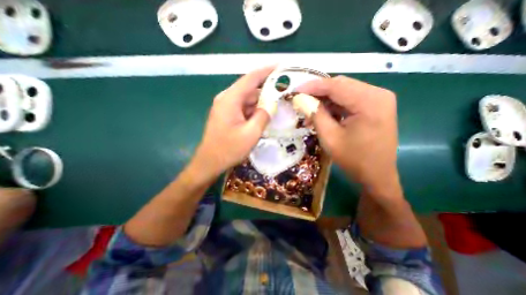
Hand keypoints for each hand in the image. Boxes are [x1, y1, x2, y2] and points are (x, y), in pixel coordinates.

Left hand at [191, 67, 272, 181]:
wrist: (210, 162)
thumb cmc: (228, 149)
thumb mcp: (250, 134)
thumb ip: (263, 116)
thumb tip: (272, 105)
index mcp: (230, 99)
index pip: (251, 78)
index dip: (266, 71)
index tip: (281, 66)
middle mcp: (227, 99)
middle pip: (250, 89)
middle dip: (267, 90)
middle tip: (285, 92)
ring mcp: (226, 107)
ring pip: (248, 100)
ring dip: (262, 102)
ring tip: (279, 104)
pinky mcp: (228, 115)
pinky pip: (244, 108)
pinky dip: (255, 110)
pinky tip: (265, 115)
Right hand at [298, 76, 400, 196]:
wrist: (376, 175)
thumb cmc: (353, 159)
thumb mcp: (330, 137)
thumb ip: (316, 115)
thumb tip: (301, 100)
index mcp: (369, 101)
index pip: (335, 85)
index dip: (312, 86)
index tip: (294, 91)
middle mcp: (378, 94)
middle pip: (341, 85)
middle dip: (318, 92)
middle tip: (301, 100)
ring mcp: (378, 99)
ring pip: (344, 91)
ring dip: (325, 100)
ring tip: (309, 111)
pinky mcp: (375, 106)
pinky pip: (350, 99)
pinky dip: (334, 105)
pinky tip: (323, 114)